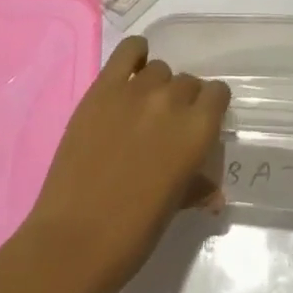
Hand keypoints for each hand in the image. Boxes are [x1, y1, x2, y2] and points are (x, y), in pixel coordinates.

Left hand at [20, 36, 230, 292]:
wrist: (74, 241)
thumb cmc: (133, 235)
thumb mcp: (174, 208)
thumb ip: (196, 186)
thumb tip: (214, 192)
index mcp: (198, 131)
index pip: (218, 93)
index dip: (209, 107)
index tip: (199, 123)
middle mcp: (173, 101)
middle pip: (188, 82)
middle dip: (182, 101)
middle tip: (165, 126)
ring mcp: (136, 91)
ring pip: (159, 69)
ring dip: (157, 86)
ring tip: (141, 110)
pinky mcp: (103, 88)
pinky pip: (128, 50)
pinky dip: (135, 55)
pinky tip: (130, 73)